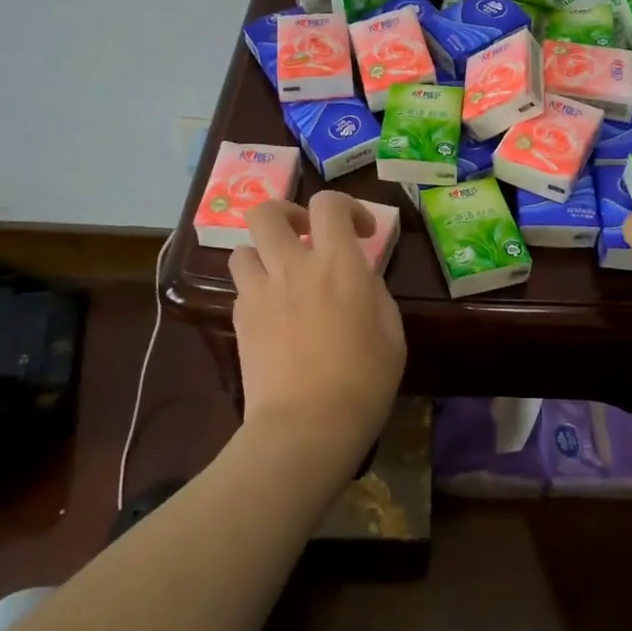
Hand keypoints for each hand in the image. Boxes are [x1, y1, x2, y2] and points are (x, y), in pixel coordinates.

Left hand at [229, 193, 406, 479]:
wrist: (306, 426)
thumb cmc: (363, 380)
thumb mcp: (391, 332)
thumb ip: (374, 292)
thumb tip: (359, 279)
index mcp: (337, 264)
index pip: (329, 204)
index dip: (346, 207)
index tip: (360, 233)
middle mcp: (293, 266)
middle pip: (266, 212)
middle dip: (286, 214)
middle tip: (305, 236)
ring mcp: (260, 292)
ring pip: (242, 248)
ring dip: (263, 253)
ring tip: (282, 274)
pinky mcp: (240, 320)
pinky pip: (241, 287)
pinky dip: (256, 288)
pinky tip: (274, 312)